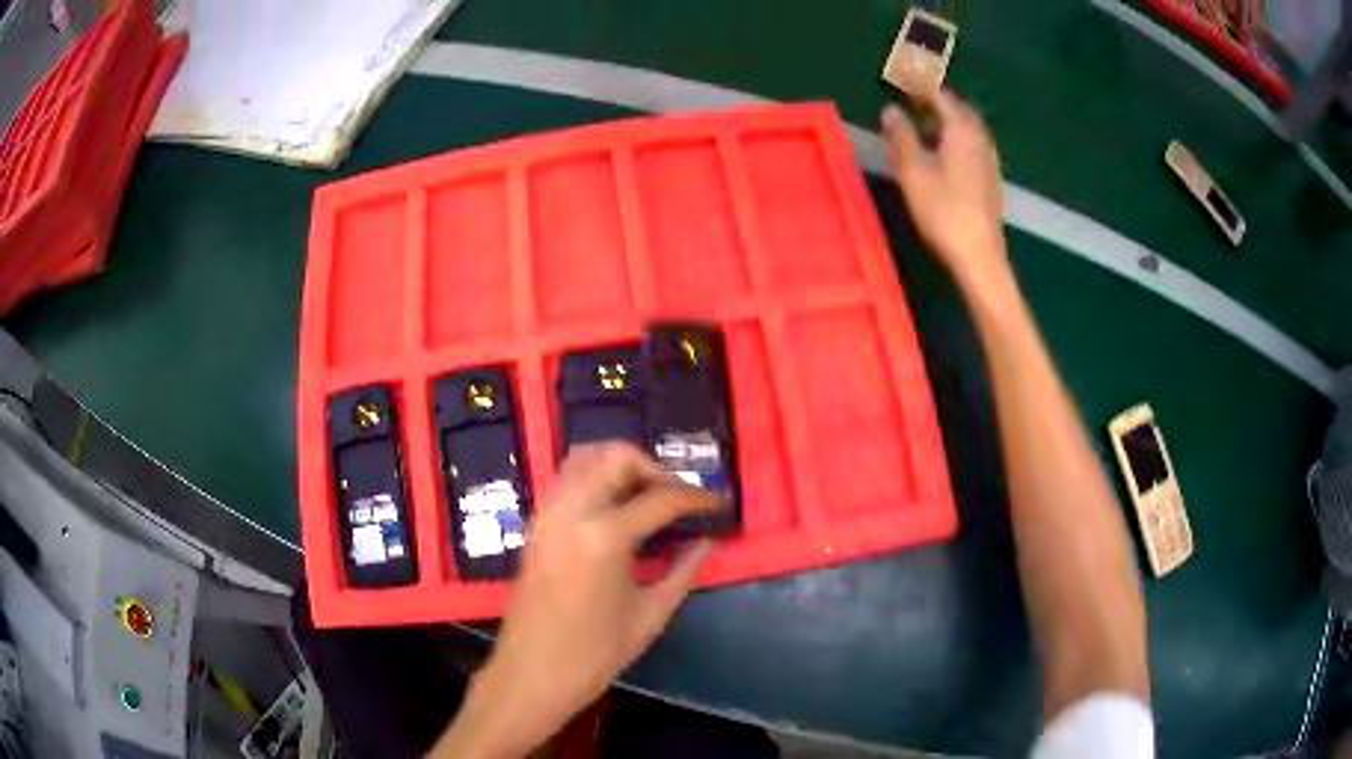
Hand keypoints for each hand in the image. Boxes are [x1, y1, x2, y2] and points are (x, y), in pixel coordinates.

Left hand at [432, 444, 720, 758]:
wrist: (532, 674)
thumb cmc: (595, 654)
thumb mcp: (650, 616)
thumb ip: (684, 572)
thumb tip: (708, 541)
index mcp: (605, 536)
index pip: (661, 498)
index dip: (697, 497)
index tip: (719, 503)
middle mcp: (571, 510)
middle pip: (616, 457)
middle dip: (655, 468)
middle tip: (678, 498)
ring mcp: (547, 514)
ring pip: (585, 458)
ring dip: (621, 465)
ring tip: (648, 496)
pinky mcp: (535, 524)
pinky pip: (566, 479)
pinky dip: (595, 477)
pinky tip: (616, 509)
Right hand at [880, 92, 1009, 290]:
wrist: (980, 254)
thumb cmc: (943, 211)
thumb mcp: (914, 171)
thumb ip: (901, 136)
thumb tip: (890, 110)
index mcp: (961, 130)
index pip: (939, 94)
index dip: (919, 81)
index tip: (903, 69)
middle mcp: (979, 138)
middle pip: (957, 107)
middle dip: (935, 95)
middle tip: (912, 90)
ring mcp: (988, 159)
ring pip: (966, 125)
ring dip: (945, 115)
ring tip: (924, 115)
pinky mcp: (990, 177)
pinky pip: (971, 141)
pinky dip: (954, 133)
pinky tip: (944, 145)